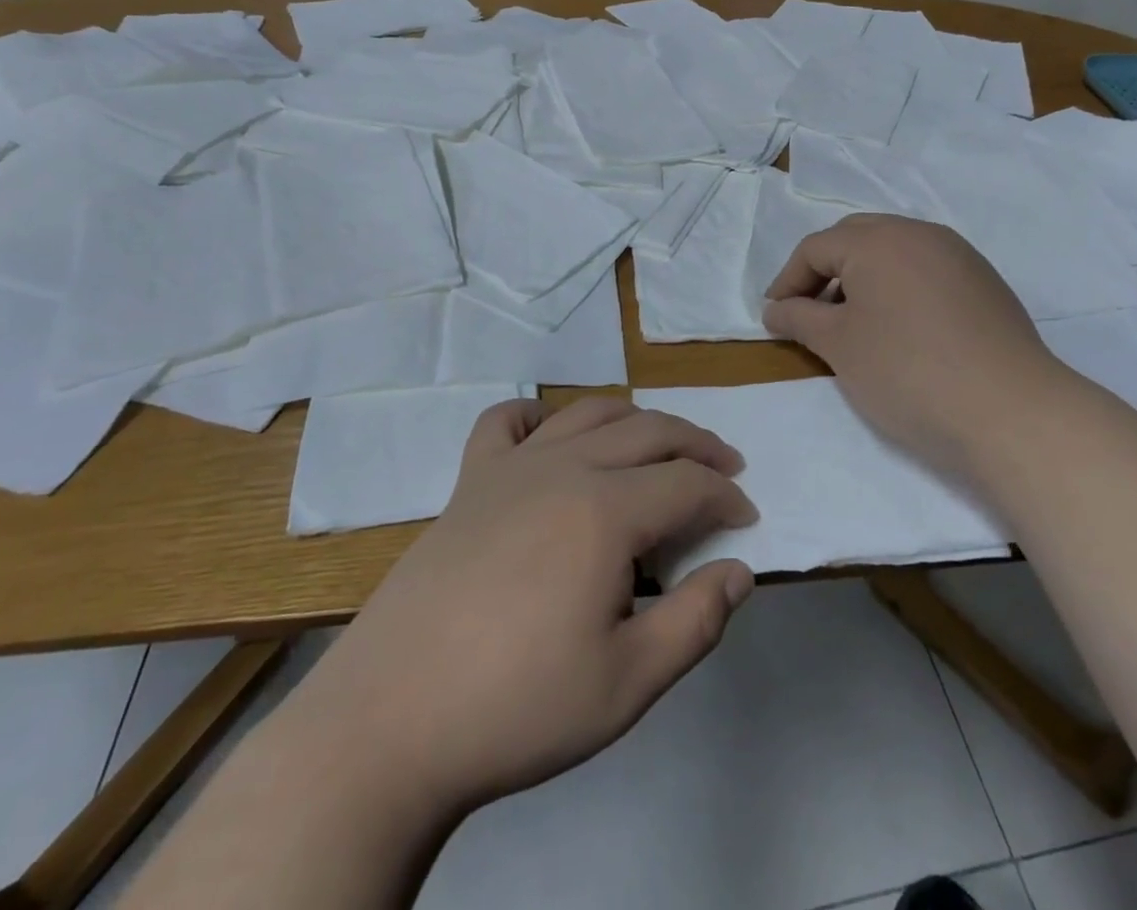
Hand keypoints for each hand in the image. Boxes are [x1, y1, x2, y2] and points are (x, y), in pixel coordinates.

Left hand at [297, 396, 756, 816]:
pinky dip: (538, 416)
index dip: (726, 496)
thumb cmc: (517, 707)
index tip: (746, 519)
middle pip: (648, 431)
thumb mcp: (627, 684)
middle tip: (724, 468)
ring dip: (635, 419)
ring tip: (658, 444)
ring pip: (588, 413)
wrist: (389, 724)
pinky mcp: (468, 482)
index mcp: (605, 511)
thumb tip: (739, 571)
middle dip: (697, 444)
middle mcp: (563, 468)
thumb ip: (696, 622)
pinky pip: (505, 422)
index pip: (688, 483)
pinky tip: (550, 435)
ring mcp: (510, 468)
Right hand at [762, 214, 1078, 472]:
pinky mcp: (985, 282)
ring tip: (853, 323)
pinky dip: (900, 289)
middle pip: (856, 239)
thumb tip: (776, 308)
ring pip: (894, 253)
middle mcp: (920, 233)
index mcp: (879, 239)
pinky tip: (901, 329)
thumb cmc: (907, 372)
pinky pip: (926, 270)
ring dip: (863, 279)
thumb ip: (800, 318)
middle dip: (825, 272)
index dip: (787, 281)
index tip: (774, 317)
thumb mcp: (839, 346)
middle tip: (809, 312)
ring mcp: (959, 255)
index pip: (816, 248)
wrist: (1011, 412)